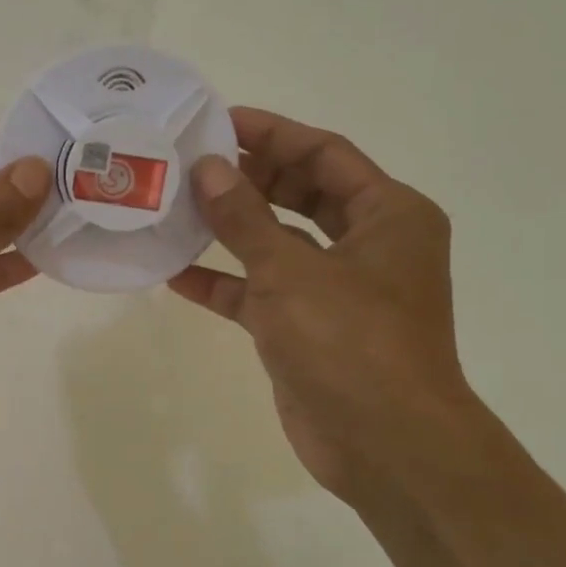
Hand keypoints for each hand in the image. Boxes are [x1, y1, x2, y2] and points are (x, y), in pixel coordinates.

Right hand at [168, 107, 476, 503]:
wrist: (383, 444)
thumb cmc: (350, 342)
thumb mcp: (290, 270)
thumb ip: (245, 217)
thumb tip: (207, 167)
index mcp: (388, 215)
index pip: (325, 154)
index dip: (272, 134)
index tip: (218, 122)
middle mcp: (368, 245)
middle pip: (302, 194)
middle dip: (249, 178)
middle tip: (191, 164)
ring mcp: (337, 290)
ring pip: (278, 244)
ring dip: (232, 230)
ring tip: (177, 209)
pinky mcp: (308, 329)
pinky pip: (262, 293)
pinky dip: (226, 283)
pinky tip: (176, 273)